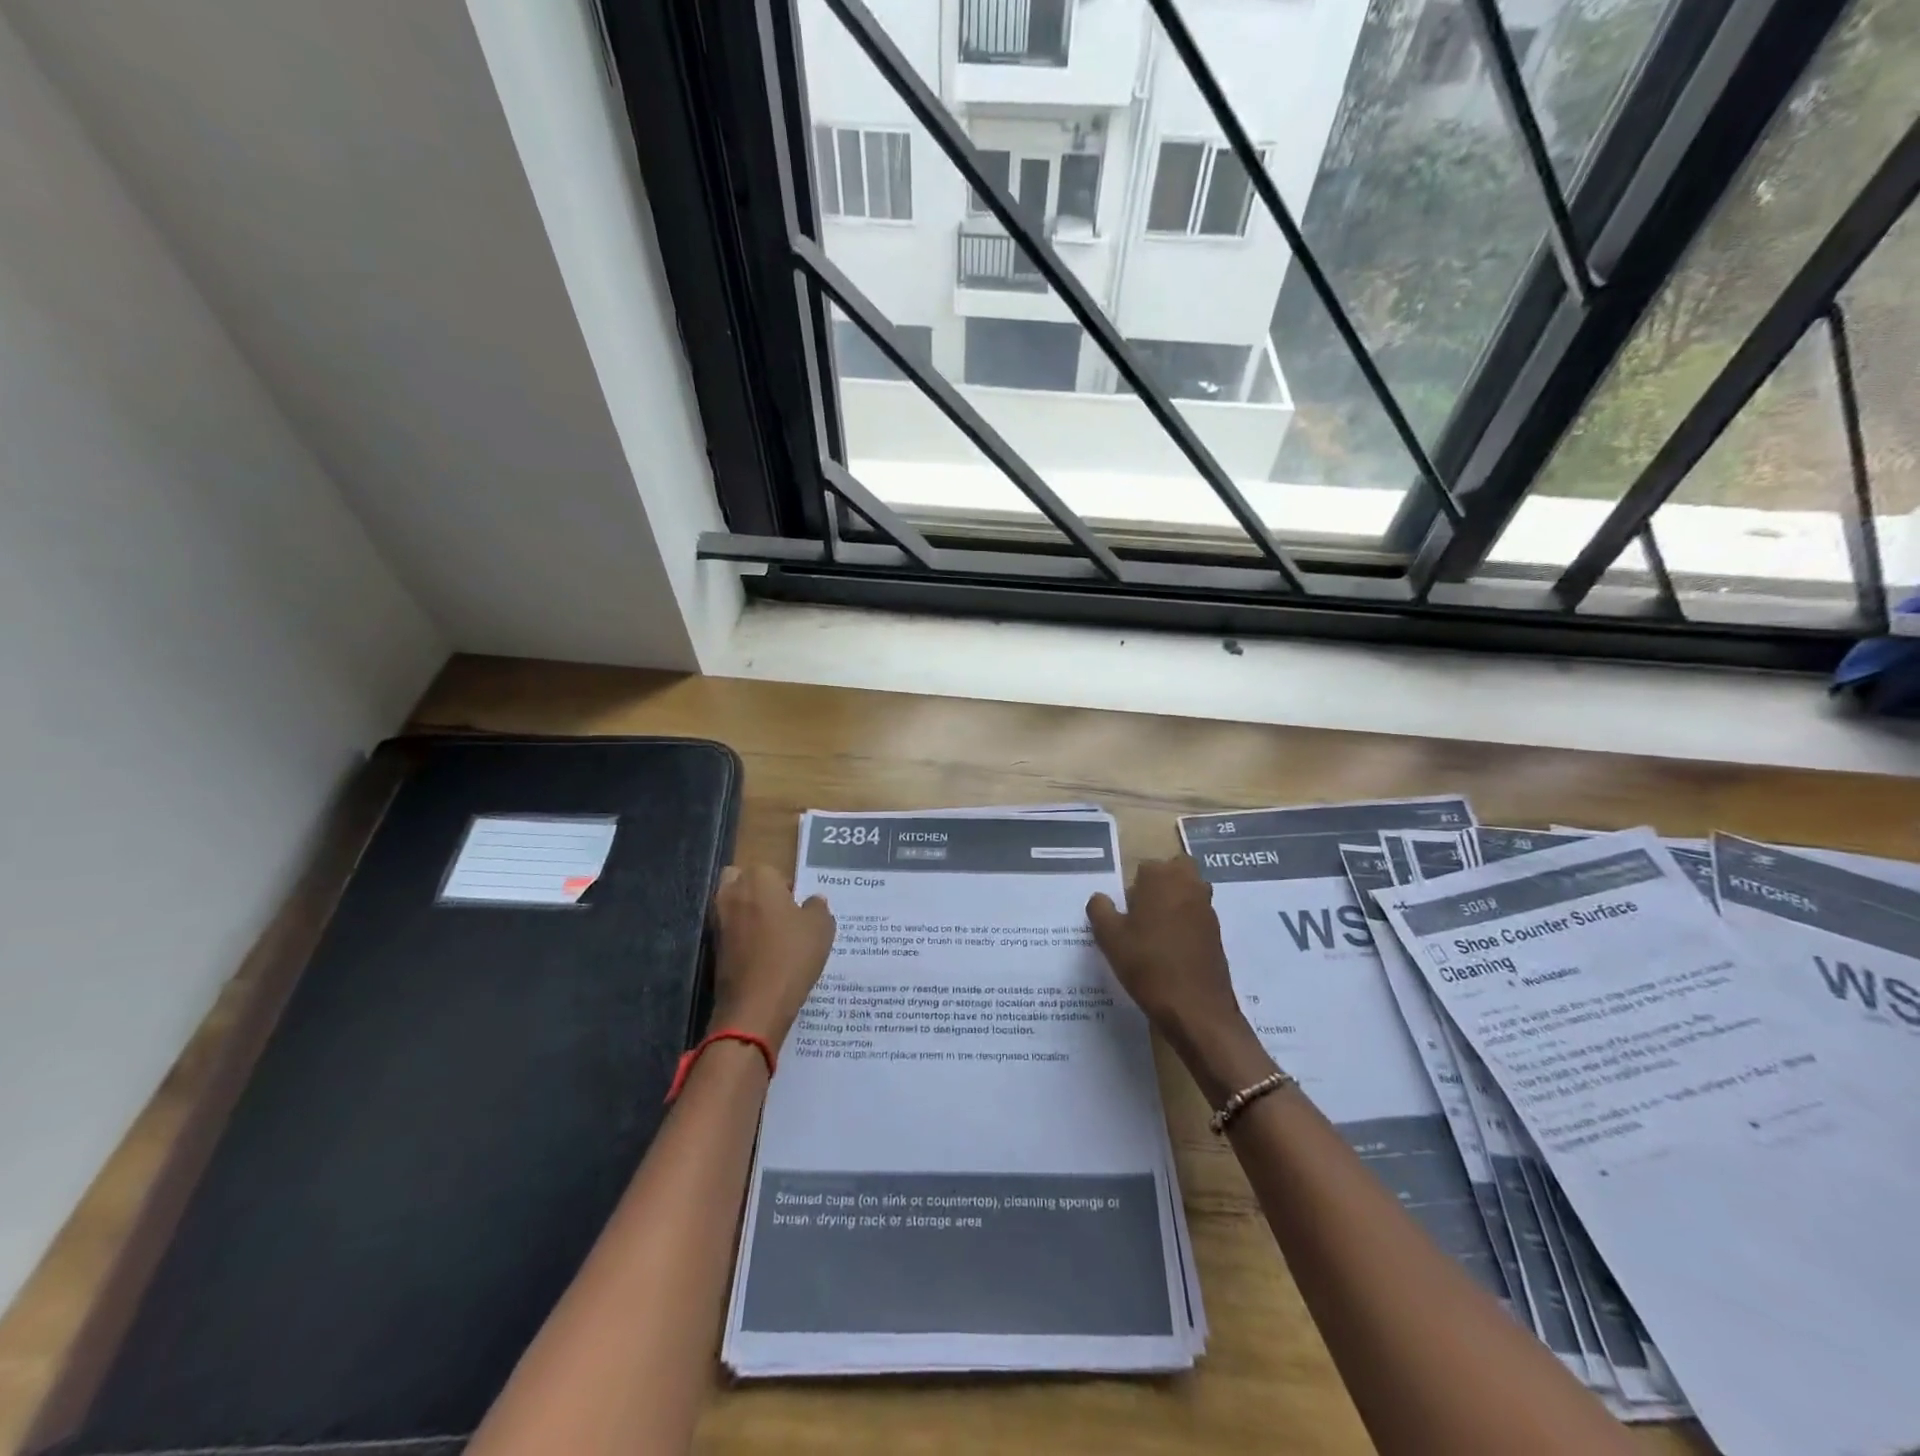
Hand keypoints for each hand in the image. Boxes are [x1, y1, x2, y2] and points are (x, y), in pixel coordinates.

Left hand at [710, 865, 835, 1051]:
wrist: (756, 1004)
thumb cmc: (792, 955)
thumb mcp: (821, 928)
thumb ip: (818, 907)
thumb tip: (813, 900)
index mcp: (758, 879)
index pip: (772, 870)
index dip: (787, 887)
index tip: (799, 906)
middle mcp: (732, 893)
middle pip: (741, 879)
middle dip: (756, 890)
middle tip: (780, 912)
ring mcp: (718, 921)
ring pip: (732, 905)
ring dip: (747, 913)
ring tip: (773, 934)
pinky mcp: (713, 947)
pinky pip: (730, 931)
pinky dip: (742, 937)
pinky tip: (763, 954)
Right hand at [1088, 855, 1271, 1100]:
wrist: (1196, 1009)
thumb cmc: (1147, 964)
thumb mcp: (1109, 937)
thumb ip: (1100, 910)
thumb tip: (1100, 898)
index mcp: (1162, 878)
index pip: (1145, 867)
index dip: (1133, 887)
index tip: (1124, 910)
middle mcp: (1190, 885)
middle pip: (1176, 871)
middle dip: (1161, 884)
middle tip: (1141, 911)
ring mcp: (1207, 910)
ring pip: (1190, 893)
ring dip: (1175, 904)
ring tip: (1153, 933)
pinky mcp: (1217, 935)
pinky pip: (1197, 918)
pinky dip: (1185, 926)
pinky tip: (1169, 952)